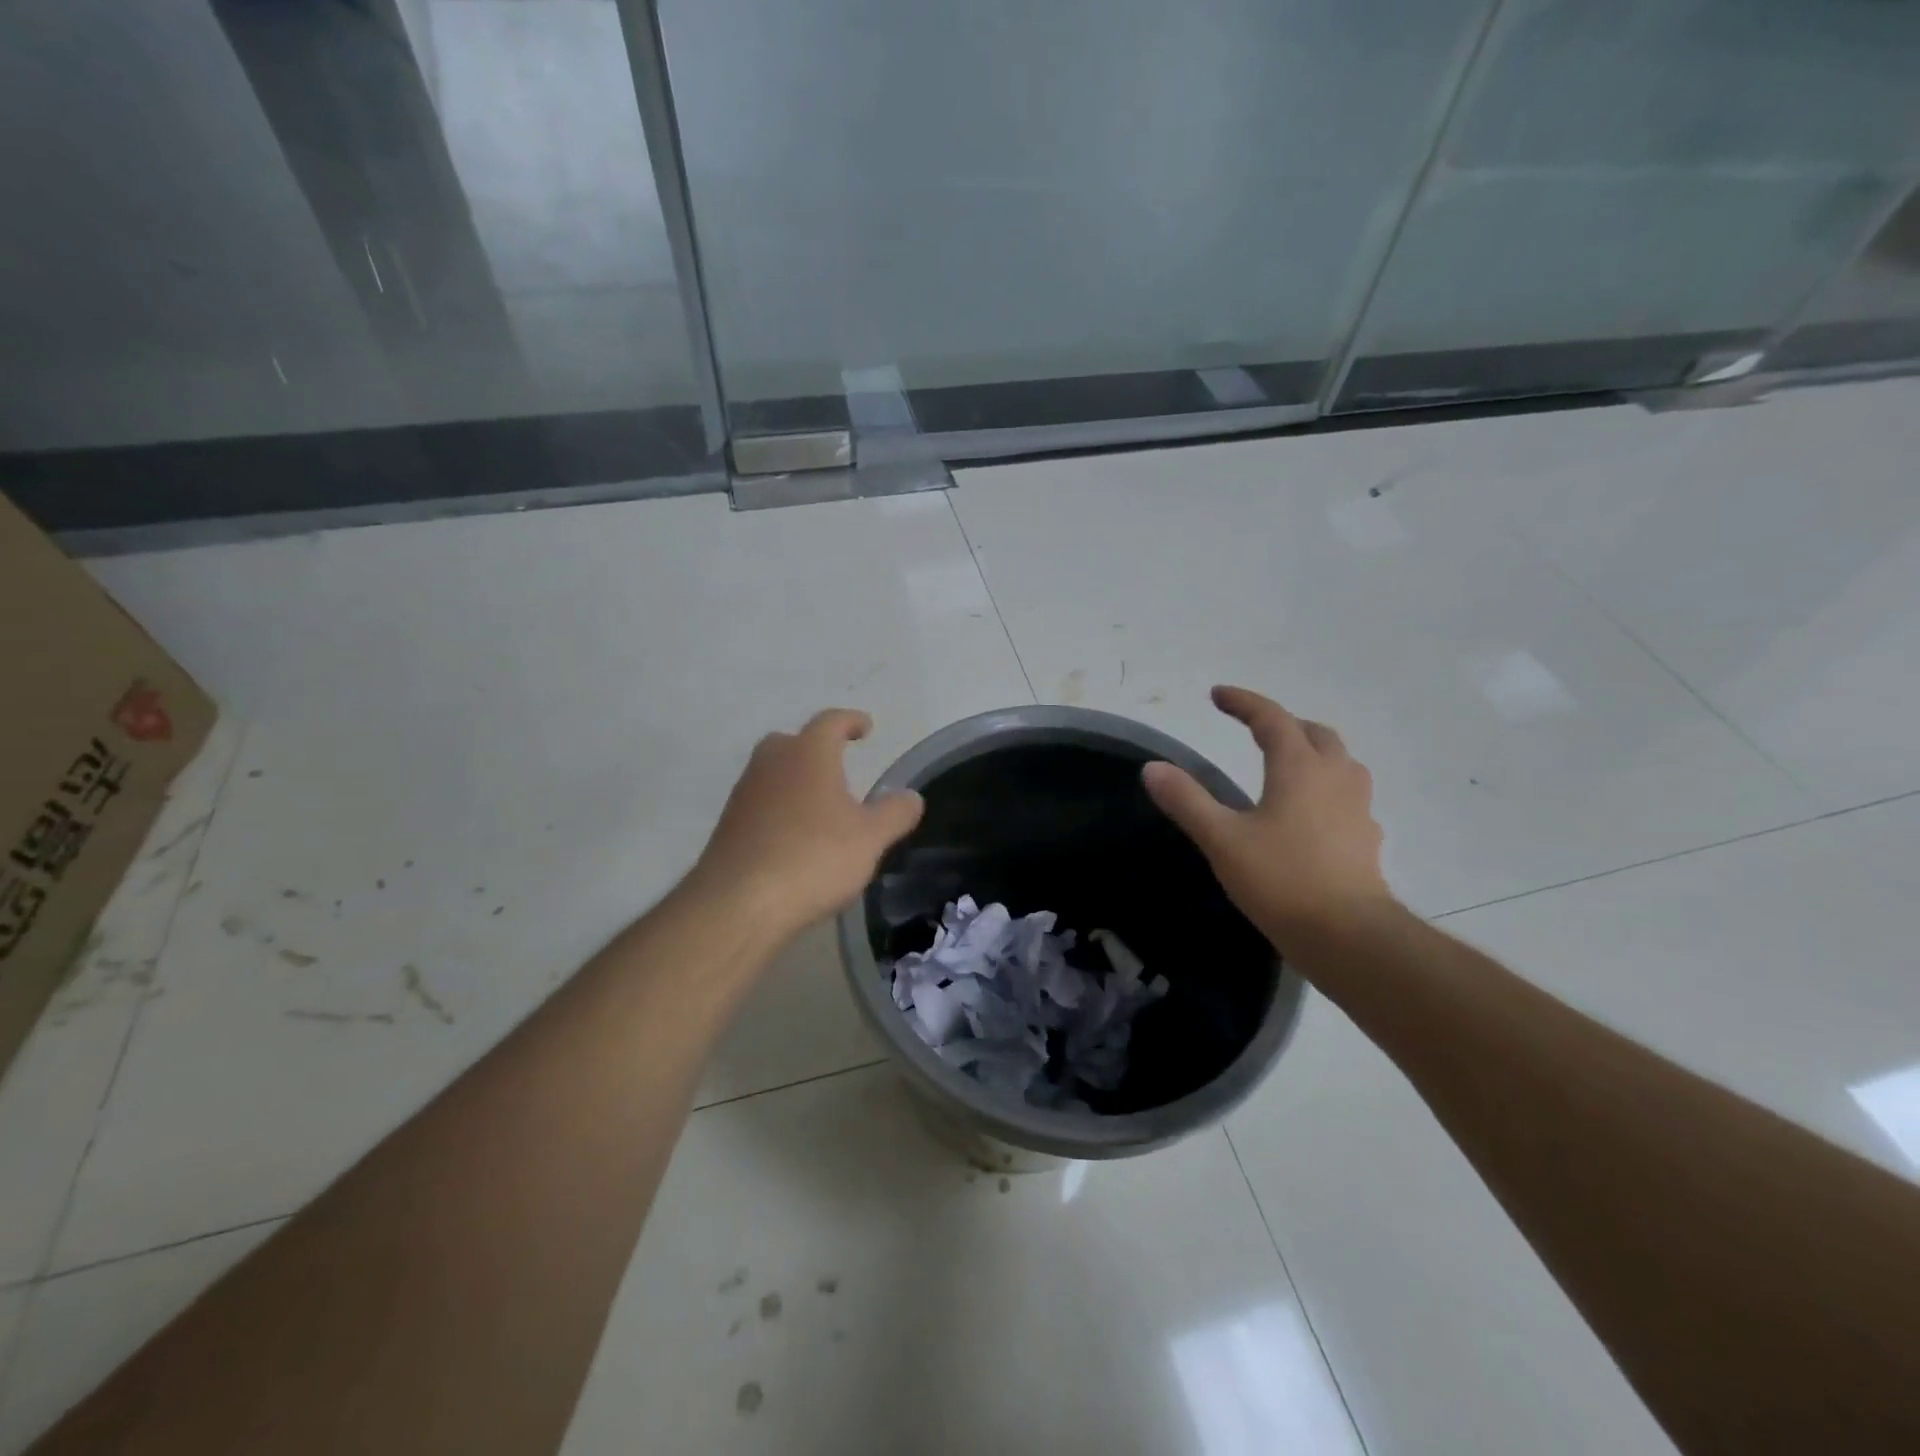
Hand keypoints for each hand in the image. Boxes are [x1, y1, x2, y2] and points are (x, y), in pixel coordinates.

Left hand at [689, 709, 924, 938]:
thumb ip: (894, 813)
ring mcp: (744, 795)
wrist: (738, 903)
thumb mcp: (870, 838)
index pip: (831, 722)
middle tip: (837, 763)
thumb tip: (911, 796)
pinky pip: (760, 804)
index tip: (866, 727)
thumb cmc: (814, 858)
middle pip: (792, 742)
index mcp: (808, 755)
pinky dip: (779, 809)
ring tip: (820, 805)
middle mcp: (771, 764)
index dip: (851, 721)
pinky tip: (794, 837)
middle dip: (815, 747)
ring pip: (772, 773)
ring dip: (795, 780)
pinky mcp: (728, 826)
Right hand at [1142, 686, 1394, 946]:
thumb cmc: (1281, 880)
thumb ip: (1187, 800)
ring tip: (1287, 764)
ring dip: (1312, 751)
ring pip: (1339, 762)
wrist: (1349, 936)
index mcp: (1299, 768)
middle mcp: (1335, 778)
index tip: (1218, 695)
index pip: (1272, 719)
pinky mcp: (1366, 839)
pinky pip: (1347, 796)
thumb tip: (1152, 768)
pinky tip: (1310, 814)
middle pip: (1314, 733)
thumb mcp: (1222, 839)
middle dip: (1283, 723)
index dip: (1244, 702)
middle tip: (1254, 728)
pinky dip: (1326, 788)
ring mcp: (1357, 808)